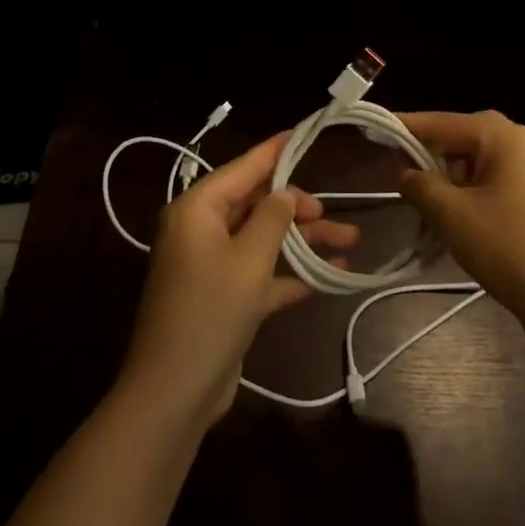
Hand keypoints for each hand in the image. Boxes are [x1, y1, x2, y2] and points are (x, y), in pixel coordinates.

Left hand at [119, 133, 359, 431]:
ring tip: (350, 242)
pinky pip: (261, 273)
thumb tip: (286, 192)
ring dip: (302, 242)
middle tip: (332, 215)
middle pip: (256, 205)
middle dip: (298, 209)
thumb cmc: (210, 311)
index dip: (275, 152)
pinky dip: (290, 273)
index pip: (243, 169)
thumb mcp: (249, 260)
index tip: (303, 133)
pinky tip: (329, 277)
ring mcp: (211, 265)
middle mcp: (201, 230)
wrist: (174, 391)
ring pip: (263, 239)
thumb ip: (272, 219)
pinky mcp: (222, 297)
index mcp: (198, 209)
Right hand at [397, 112, 524, 342]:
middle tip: (405, 185)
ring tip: (433, 215)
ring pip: (478, 166)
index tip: (376, 131)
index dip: (405, 127)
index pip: (440, 122)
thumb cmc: (509, 248)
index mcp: (501, 135)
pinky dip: (474, 198)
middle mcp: (523, 143)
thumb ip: (420, 185)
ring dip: (452, 185)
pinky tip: (464, 227)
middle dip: (431, 161)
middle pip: (461, 141)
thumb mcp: (451, 215)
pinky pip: (497, 186)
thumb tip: (406, 172)